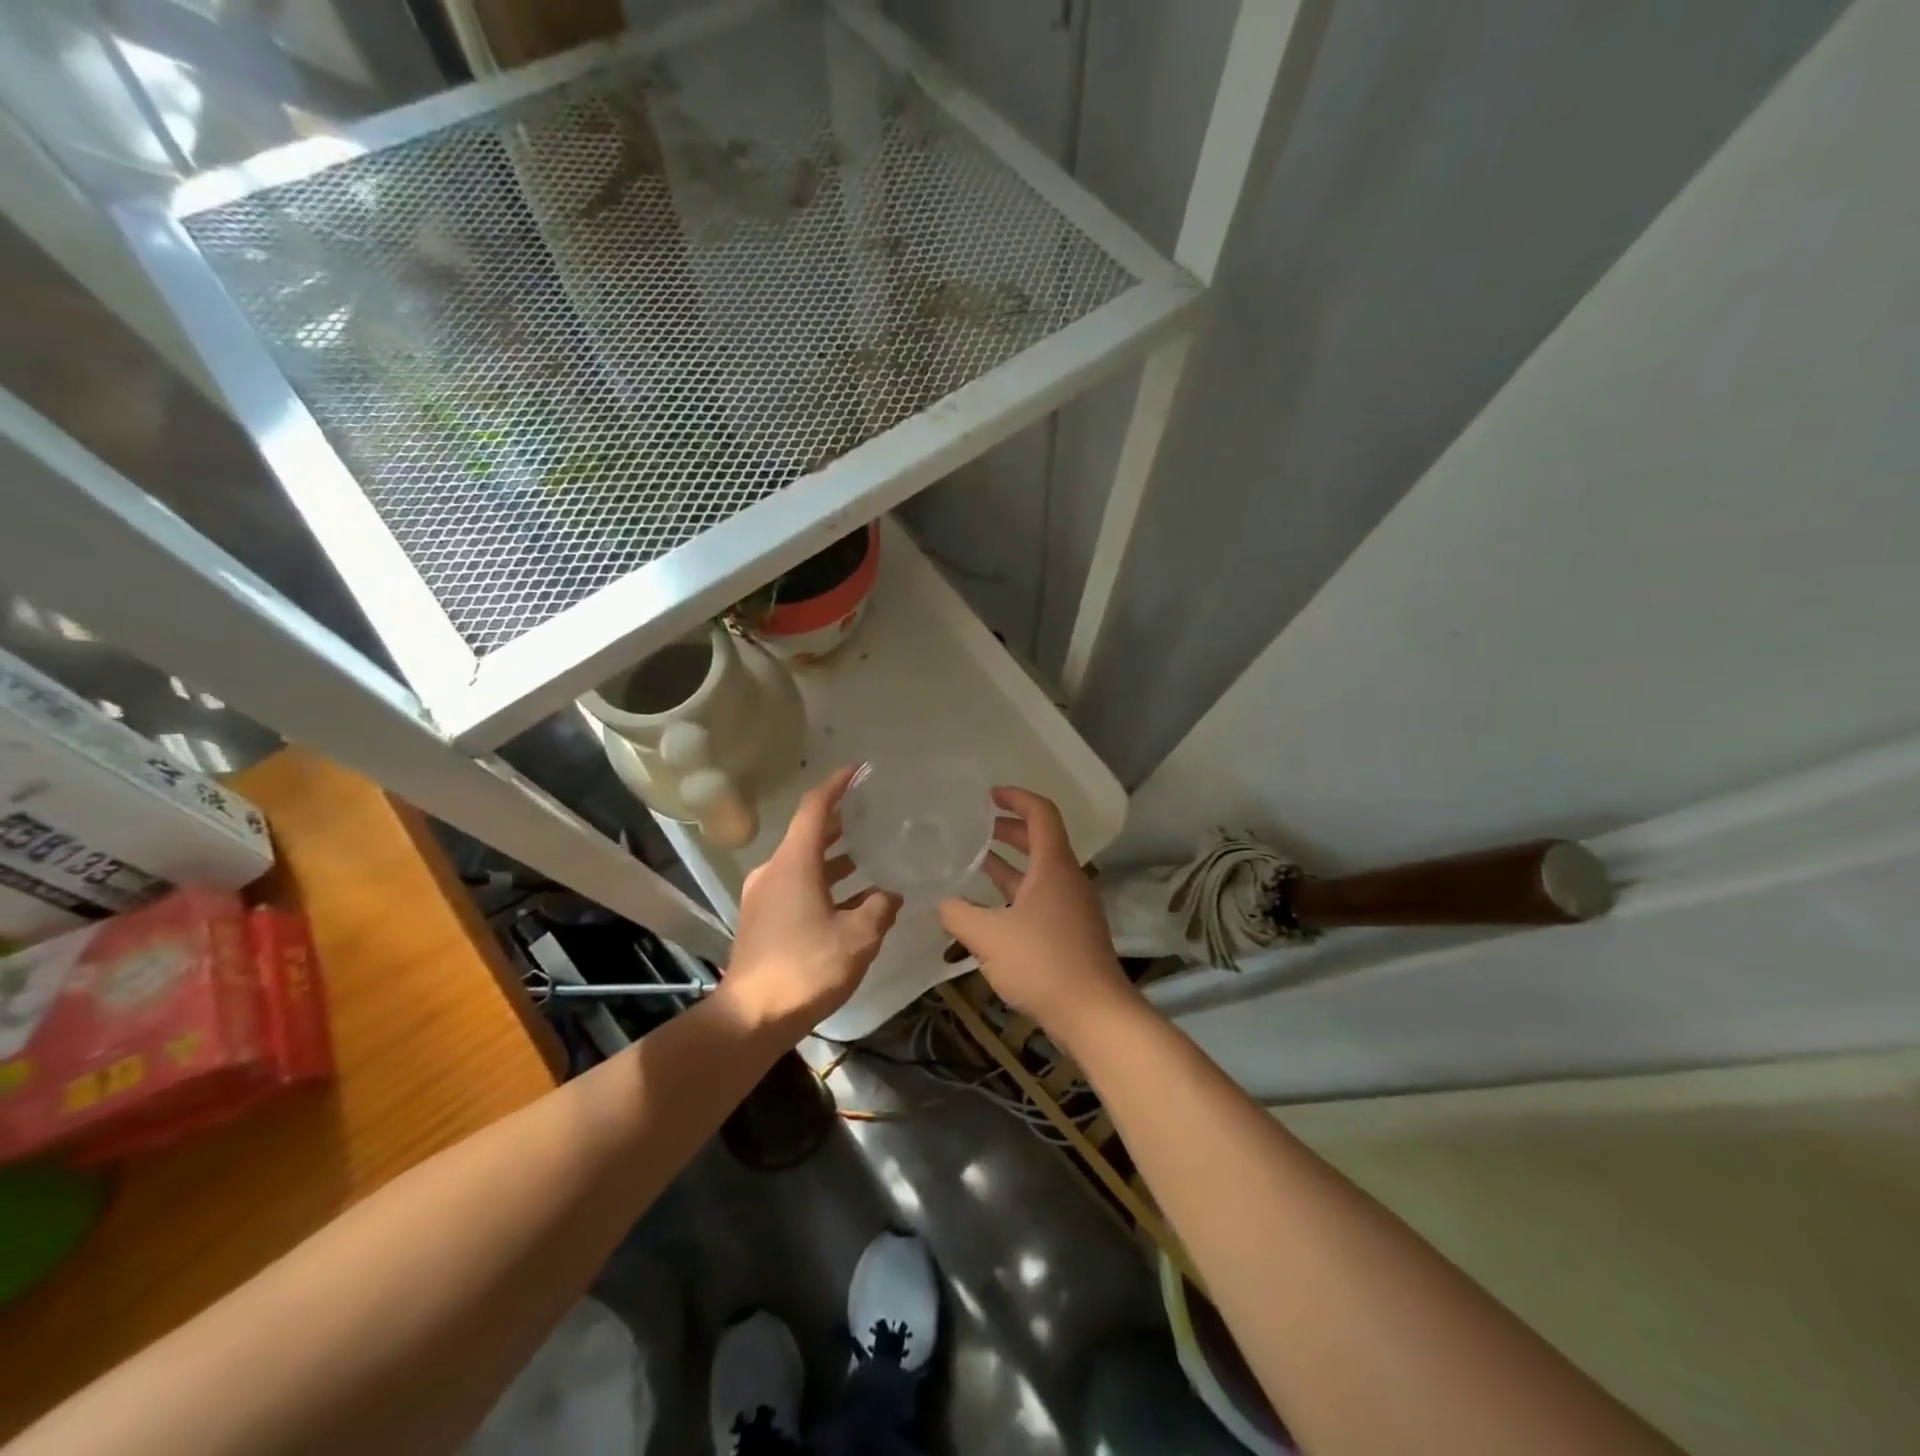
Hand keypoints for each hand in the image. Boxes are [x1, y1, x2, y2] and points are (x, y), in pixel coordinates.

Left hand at [723, 767, 900, 1032]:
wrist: (752, 1016)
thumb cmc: (807, 967)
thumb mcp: (858, 937)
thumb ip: (879, 908)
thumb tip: (891, 894)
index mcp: (794, 863)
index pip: (815, 807)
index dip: (837, 785)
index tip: (859, 771)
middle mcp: (775, 871)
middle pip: (809, 834)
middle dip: (840, 823)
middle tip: (872, 815)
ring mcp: (764, 896)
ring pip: (803, 863)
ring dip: (834, 859)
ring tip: (870, 856)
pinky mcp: (762, 919)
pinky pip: (796, 886)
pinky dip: (823, 884)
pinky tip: (851, 901)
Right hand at [938, 787, 1135, 1036]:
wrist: (1094, 1014)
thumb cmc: (1043, 964)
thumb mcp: (988, 937)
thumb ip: (958, 914)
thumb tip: (941, 903)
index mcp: (1053, 867)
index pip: (1041, 813)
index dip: (1016, 797)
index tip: (988, 795)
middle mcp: (1067, 879)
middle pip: (1040, 840)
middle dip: (1008, 830)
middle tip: (975, 828)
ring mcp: (1072, 907)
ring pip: (1038, 872)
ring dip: (1009, 863)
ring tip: (975, 862)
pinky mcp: (1071, 932)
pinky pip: (1040, 897)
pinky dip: (1015, 891)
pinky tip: (989, 909)